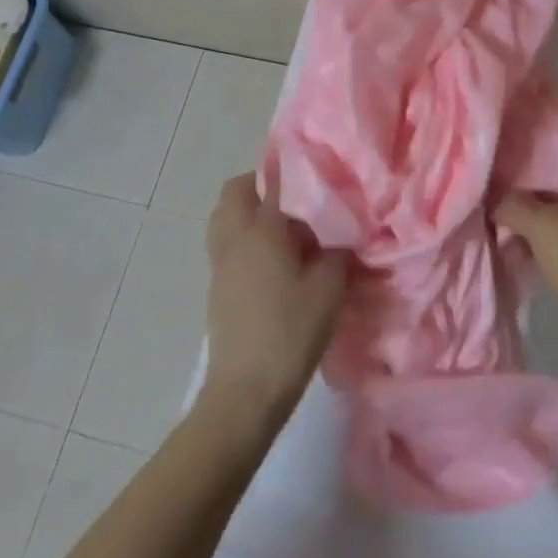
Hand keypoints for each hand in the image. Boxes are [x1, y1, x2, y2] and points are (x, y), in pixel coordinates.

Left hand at [202, 175, 346, 422]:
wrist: (245, 392)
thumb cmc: (291, 331)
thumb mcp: (330, 287)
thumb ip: (338, 252)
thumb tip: (340, 236)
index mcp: (262, 229)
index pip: (271, 181)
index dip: (289, 168)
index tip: (311, 165)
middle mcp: (235, 238)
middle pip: (234, 192)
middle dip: (258, 185)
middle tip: (293, 198)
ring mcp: (221, 264)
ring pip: (225, 218)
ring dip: (248, 213)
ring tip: (284, 231)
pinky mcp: (217, 288)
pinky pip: (227, 245)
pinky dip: (244, 240)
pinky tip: (275, 263)